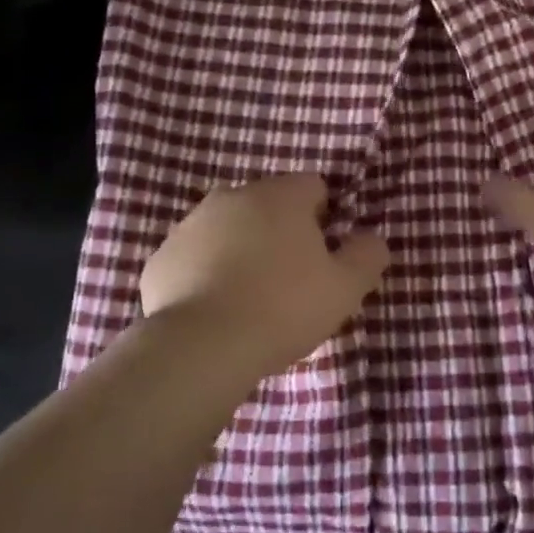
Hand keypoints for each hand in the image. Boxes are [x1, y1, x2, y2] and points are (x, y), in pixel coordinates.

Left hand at [140, 174, 389, 381]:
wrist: (201, 346)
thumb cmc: (283, 308)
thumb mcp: (344, 288)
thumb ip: (367, 256)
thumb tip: (372, 238)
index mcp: (280, 195)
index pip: (313, 186)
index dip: (324, 217)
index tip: (324, 255)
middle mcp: (232, 196)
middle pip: (267, 204)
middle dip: (280, 231)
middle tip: (290, 279)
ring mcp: (190, 224)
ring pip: (228, 228)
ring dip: (241, 249)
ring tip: (250, 297)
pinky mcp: (161, 257)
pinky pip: (195, 257)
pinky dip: (206, 272)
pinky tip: (216, 309)